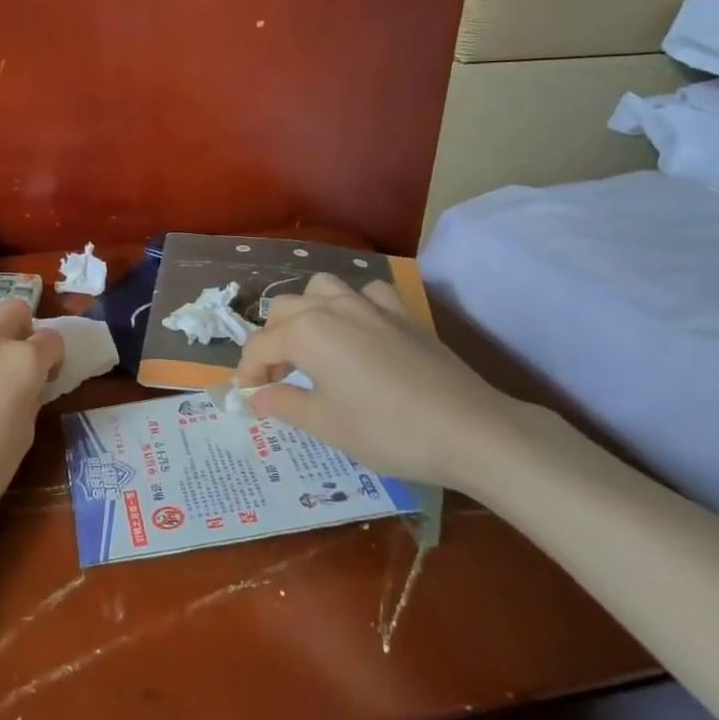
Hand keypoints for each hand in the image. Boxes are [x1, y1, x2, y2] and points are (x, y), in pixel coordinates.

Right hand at [237, 274, 529, 491]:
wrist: (471, 430)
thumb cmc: (386, 430)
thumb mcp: (325, 425)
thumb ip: (284, 404)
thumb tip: (256, 397)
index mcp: (306, 332)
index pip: (259, 346)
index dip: (247, 372)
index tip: (248, 397)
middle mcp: (333, 307)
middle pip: (284, 310)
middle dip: (271, 340)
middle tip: (278, 378)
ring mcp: (372, 305)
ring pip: (322, 288)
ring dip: (306, 312)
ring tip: (310, 345)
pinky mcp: (404, 314)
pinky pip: (367, 294)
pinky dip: (353, 306)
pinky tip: (359, 332)